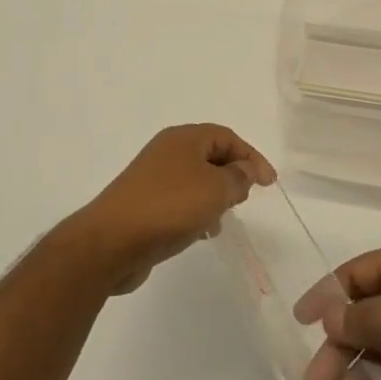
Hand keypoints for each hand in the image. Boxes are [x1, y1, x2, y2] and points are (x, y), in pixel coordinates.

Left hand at [66, 124, 275, 292]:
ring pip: (196, 180)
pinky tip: (201, 233)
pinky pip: (180, 201)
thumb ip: (238, 177)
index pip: (227, 137)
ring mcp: (152, 178)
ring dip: (215, 196)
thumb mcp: (216, 189)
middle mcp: (167, 152)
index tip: (269, 184)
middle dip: (233, 175)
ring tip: (223, 219)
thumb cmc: (170, 207)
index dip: (252, 157)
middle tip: (245, 198)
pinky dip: (196, 211)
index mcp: (184, 139)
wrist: (111, 243)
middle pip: (210, 156)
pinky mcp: (144, 204)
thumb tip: (245, 171)